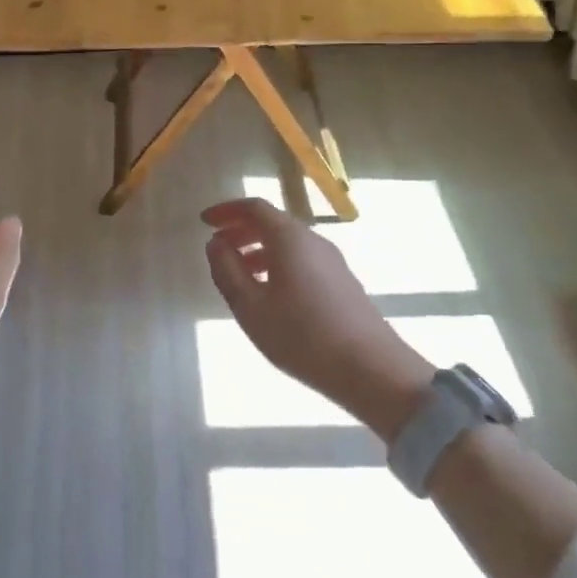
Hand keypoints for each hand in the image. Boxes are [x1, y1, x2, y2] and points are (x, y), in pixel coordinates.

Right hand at [202, 197, 434, 439]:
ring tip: (238, 276)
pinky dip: (277, 265)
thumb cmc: (302, 335)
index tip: (204, 222)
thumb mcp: (250, 306)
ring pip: (288, 244)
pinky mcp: (342, 283)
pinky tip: (270, 296)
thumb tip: (216, 244)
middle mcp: (312, 240)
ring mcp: (332, 261)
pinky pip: (302, 260)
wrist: (372, 370)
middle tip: (217, 249)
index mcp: (289, 237)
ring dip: (258, 250)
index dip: (226, 210)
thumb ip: (227, 271)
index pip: (254, 208)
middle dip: (240, 231)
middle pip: (272, 223)